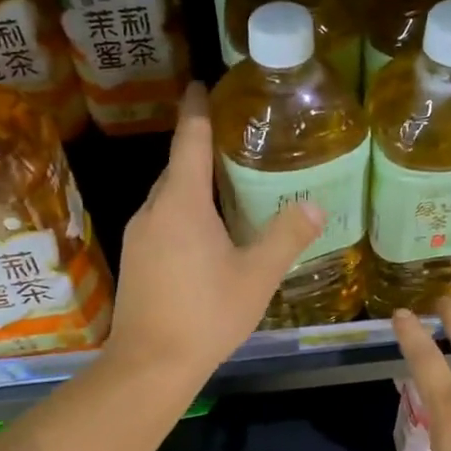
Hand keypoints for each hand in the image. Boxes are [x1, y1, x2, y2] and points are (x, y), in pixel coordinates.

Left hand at [108, 84, 325, 379]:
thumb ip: (286, 237)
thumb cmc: (206, 314)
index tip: (201, 85)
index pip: (189, 140)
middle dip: (200, 149)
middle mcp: (153, 210)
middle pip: (177, 167)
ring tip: (225, 183)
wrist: (150, 364)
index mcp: (181, 203)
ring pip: (168, 197)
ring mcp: (139, 236)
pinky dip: (183, 211)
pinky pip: (162, 220)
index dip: (197, 109)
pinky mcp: (136, 260)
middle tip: (234, 140)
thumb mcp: (256, 276)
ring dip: (193, 184)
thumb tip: (315, 207)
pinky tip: (205, 231)